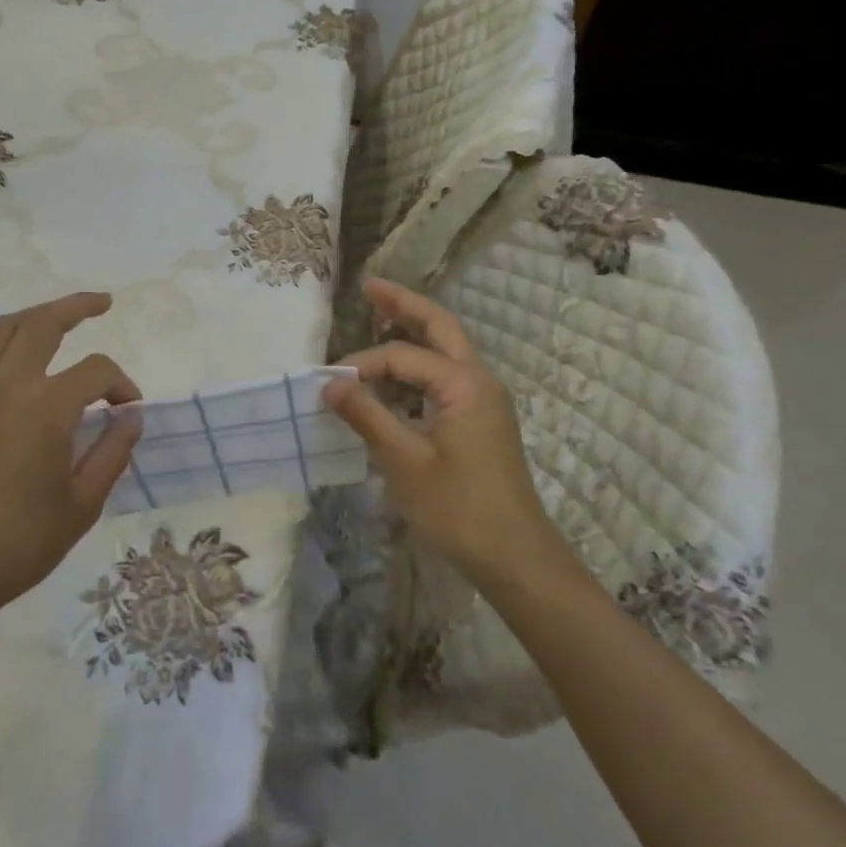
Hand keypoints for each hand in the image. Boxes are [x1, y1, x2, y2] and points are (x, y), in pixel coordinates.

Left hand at [0, 292, 143, 622]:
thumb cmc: (21, 541)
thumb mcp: (84, 503)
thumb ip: (113, 451)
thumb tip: (131, 416)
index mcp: (47, 408)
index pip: (96, 371)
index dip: (121, 384)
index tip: (129, 409)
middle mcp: (8, 385)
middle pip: (44, 322)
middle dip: (78, 306)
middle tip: (103, 303)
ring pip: (5, 328)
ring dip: (36, 316)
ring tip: (60, 319)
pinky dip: (2, 346)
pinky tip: (16, 364)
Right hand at [323, 279, 566, 586]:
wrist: (516, 559)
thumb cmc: (459, 510)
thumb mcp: (405, 462)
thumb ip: (367, 416)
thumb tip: (330, 382)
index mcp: (464, 384)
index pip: (402, 356)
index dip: (362, 364)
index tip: (329, 385)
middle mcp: (479, 381)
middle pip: (440, 327)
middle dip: (404, 305)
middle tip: (369, 286)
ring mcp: (484, 401)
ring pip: (445, 351)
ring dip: (414, 333)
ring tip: (379, 317)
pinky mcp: (480, 421)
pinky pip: (445, 379)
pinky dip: (418, 368)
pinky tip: (393, 379)